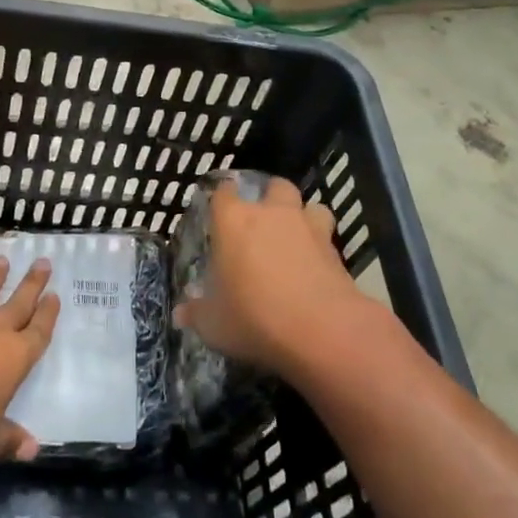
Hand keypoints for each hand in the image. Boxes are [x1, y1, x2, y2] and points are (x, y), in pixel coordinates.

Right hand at [173, 177, 363, 378]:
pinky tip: (314, 265)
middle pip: (273, 187)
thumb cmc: (254, 317)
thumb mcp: (213, 324)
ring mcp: (309, 228)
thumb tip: (181, 313)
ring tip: (295, 237)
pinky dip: (321, 246)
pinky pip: (327, 237)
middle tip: (261, 221)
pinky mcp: (336, 251)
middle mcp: (272, 214)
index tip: (218, 209)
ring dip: (302, 216)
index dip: (222, 197)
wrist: (322, 330)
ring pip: (309, 205)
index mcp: (234, 221)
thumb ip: (196, 313)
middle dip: (269, 197)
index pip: (224, 192)